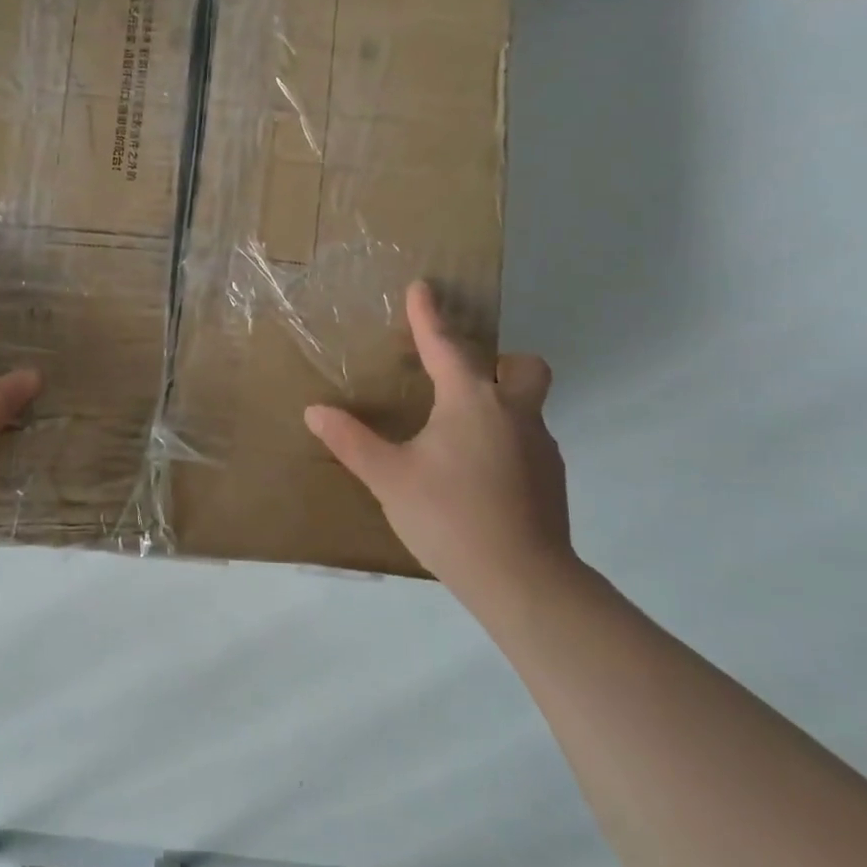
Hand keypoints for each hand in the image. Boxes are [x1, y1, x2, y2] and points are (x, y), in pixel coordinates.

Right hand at [304, 281, 575, 603]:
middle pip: (523, 366)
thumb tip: (314, 411)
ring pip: (528, 405)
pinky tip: (479, 476)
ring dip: (501, 404)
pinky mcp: (552, 478)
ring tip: (460, 437)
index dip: (428, 316)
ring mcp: (540, 446)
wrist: (522, 580)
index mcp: (471, 401)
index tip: (422, 287)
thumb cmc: (449, 516)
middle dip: (500, 360)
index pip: (445, 345)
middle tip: (464, 381)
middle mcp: (513, 412)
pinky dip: (506, 441)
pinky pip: (529, 440)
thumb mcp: (389, 478)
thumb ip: (351, 441)